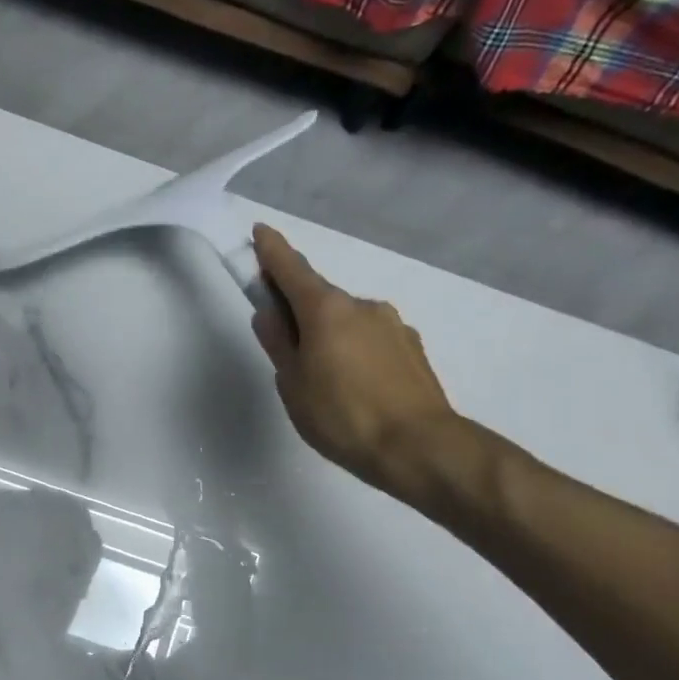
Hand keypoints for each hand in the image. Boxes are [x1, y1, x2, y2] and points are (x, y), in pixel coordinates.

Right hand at [251, 224, 467, 507]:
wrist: (419, 446)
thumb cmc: (342, 417)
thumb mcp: (293, 385)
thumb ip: (279, 344)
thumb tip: (269, 313)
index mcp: (326, 310)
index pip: (292, 269)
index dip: (272, 251)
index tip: (260, 233)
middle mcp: (362, 305)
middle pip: (320, 298)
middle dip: (300, 310)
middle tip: (284, 343)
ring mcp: (393, 324)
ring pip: (348, 320)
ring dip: (330, 334)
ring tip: (325, 378)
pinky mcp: (412, 347)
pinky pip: (371, 339)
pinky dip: (356, 350)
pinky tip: (356, 385)